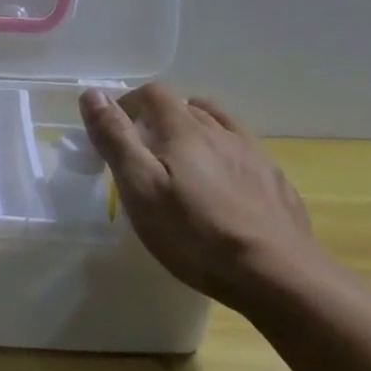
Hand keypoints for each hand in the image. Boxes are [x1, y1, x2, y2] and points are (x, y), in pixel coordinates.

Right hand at [79, 85, 318, 310]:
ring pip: (220, 126)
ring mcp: (254, 156)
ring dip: (196, 132)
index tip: (116, 131)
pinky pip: (245, 154)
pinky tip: (224, 187)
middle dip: (160, 119)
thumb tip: (93, 93)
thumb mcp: (140, 187)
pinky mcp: (276, 183)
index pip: (153, 94)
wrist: (278, 276)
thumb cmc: (195, 233)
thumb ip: (116, 138)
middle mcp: (222, 132)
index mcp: (185, 129)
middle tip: (144, 152)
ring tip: (183, 162)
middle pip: (186, 107)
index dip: (129, 104)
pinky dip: (226, 157)